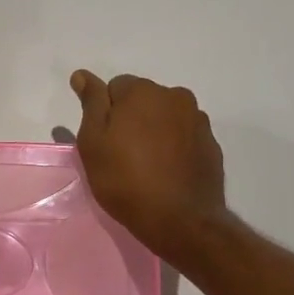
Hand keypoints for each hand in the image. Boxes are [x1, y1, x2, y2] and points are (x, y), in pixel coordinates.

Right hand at [71, 70, 229, 263]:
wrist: (180, 220)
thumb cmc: (125, 180)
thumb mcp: (93, 142)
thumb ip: (91, 103)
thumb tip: (82, 74)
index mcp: (143, 91)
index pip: (115, 87)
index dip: (106, 114)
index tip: (105, 141)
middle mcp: (174, 96)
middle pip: (143, 99)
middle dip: (132, 118)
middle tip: (122, 155)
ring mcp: (197, 119)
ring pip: (165, 117)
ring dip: (154, 131)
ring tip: (147, 166)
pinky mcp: (211, 143)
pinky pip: (184, 135)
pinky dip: (174, 146)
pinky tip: (167, 172)